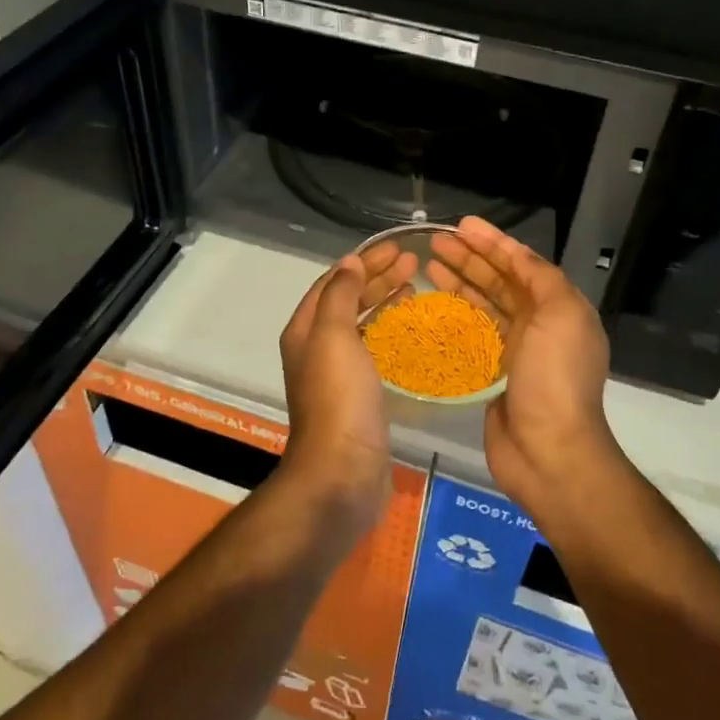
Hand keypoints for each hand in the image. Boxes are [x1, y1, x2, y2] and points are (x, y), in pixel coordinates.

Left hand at [277, 243, 416, 536]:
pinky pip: (374, 350)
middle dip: (377, 277)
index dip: (363, 261)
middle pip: (348, 300)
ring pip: (362, 324)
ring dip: (384, 301)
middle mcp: (317, 348)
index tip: (396, 247)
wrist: (343, 472)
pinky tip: (409, 329)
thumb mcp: (333, 335)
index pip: (333, 282)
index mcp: (305, 330)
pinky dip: (390, 331)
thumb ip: (340, 296)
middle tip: (413, 261)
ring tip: (414, 285)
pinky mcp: (359, 395)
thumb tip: (350, 262)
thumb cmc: (338, 398)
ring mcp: (338, 373)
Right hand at [429, 217, 624, 516]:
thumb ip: (541, 277)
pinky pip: (471, 336)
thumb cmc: (554, 377)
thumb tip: (517, 254)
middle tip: (435, 242)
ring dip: (459, 282)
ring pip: (483, 306)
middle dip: (470, 258)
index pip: (522, 264)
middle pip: (500, 281)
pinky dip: (454, 318)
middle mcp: (539, 325)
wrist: (548, 451)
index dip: (493, 242)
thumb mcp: (561, 314)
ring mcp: (516, 351)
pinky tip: (431, 306)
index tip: (462, 225)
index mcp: (559, 308)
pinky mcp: (493, 374)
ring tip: (428, 264)